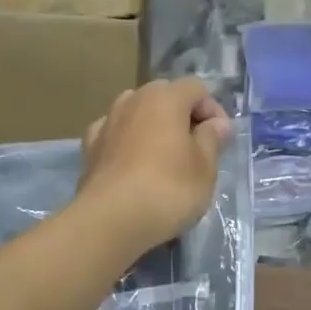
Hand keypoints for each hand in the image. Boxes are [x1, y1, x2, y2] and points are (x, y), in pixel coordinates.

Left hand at [78, 79, 232, 251]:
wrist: (109, 221)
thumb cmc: (167, 190)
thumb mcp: (205, 168)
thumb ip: (212, 139)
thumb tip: (216, 123)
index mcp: (165, 98)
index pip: (197, 88)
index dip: (213, 111)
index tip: (220, 141)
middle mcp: (133, 100)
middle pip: (164, 97)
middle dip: (183, 117)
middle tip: (196, 149)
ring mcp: (107, 122)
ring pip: (137, 113)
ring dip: (153, 128)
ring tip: (164, 158)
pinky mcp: (90, 148)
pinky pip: (116, 134)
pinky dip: (128, 143)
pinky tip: (133, 164)